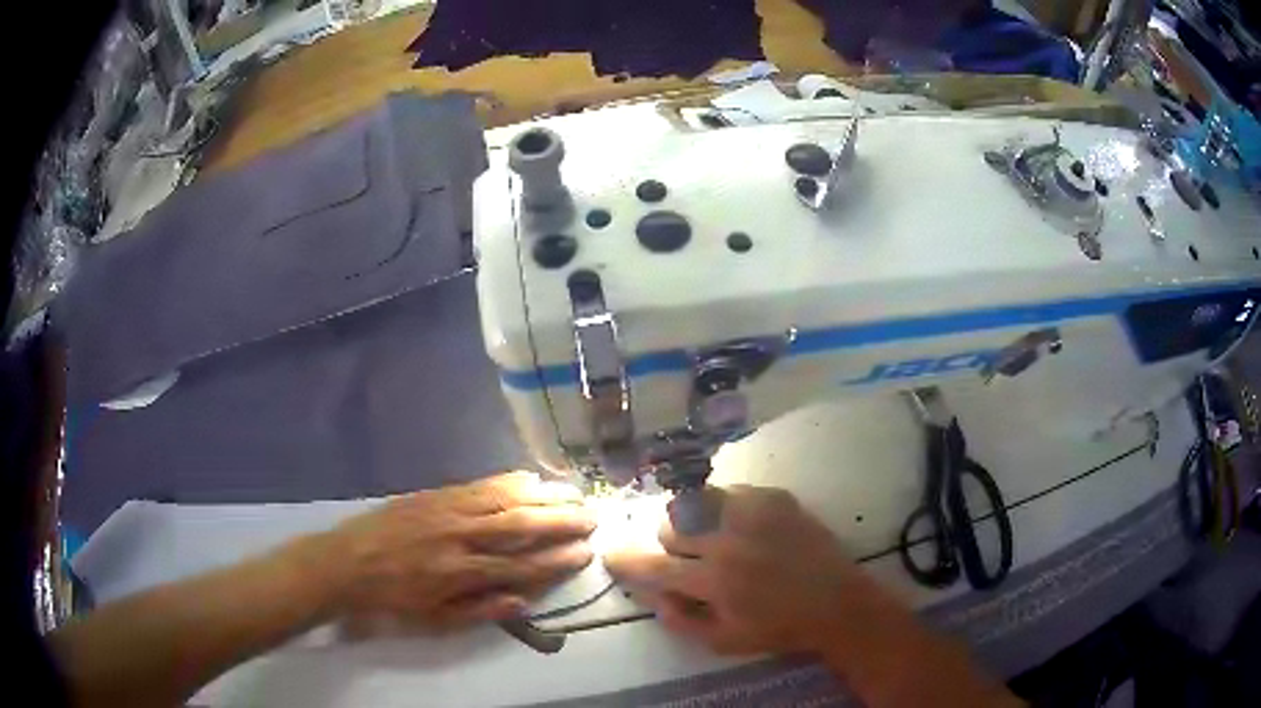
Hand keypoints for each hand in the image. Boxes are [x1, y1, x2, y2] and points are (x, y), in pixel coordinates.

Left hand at [318, 472, 595, 629]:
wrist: (347, 562)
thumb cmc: (393, 598)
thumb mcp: (435, 620)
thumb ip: (481, 611)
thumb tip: (524, 602)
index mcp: (461, 573)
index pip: (521, 565)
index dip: (557, 560)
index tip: (585, 553)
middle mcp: (461, 537)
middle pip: (520, 525)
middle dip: (561, 522)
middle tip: (592, 517)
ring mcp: (448, 510)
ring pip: (505, 499)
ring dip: (543, 496)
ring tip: (573, 493)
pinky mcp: (436, 494)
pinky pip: (479, 484)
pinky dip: (508, 480)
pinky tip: (530, 477)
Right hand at [605, 485, 898, 655]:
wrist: (836, 602)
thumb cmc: (778, 628)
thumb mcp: (723, 641)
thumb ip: (680, 620)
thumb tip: (653, 594)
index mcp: (714, 580)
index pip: (654, 567)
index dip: (626, 561)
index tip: (611, 554)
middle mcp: (728, 540)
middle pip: (671, 525)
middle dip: (669, 543)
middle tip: (686, 558)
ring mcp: (753, 512)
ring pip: (696, 500)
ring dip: (693, 520)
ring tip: (712, 537)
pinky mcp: (774, 497)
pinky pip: (729, 492)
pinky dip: (722, 508)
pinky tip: (742, 528)